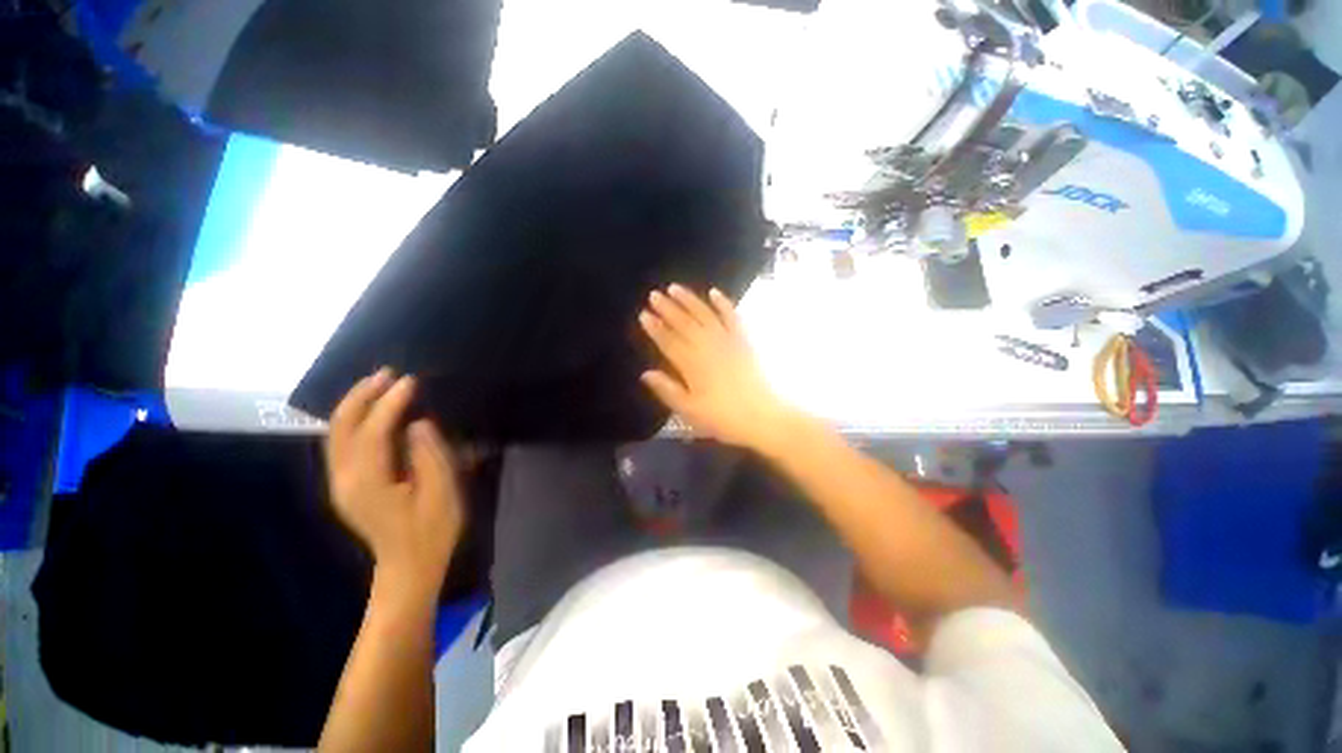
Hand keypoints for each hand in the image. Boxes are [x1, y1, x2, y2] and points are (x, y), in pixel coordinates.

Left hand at [325, 369, 465, 600]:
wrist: (408, 566)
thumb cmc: (433, 530)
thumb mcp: (443, 493)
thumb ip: (430, 455)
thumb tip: (417, 423)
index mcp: (369, 483)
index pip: (373, 431)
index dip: (391, 403)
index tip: (411, 381)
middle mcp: (345, 479)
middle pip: (342, 427)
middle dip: (362, 396)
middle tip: (389, 374)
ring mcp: (341, 482)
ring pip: (336, 433)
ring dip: (355, 404)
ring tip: (380, 383)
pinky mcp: (346, 484)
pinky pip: (341, 442)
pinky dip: (353, 419)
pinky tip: (371, 410)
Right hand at [638, 284, 798, 450]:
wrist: (762, 417)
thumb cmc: (722, 418)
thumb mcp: (690, 411)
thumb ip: (667, 390)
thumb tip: (646, 373)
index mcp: (691, 365)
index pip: (668, 342)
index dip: (655, 328)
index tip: (644, 314)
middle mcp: (707, 347)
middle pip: (683, 324)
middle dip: (667, 309)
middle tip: (653, 295)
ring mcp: (727, 341)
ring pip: (704, 315)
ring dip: (689, 300)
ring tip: (674, 287)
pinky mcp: (743, 341)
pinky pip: (732, 317)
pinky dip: (723, 303)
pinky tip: (714, 292)